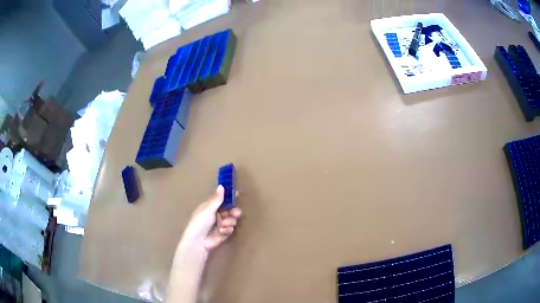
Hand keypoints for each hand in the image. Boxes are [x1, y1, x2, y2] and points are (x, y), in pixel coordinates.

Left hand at [181, 185, 241, 250]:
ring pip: (232, 220)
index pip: (222, 199)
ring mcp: (220, 224)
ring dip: (229, 222)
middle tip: (235, 213)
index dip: (229, 197)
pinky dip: (226, 230)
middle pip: (230, 210)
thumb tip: (221, 185)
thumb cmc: (200, 222)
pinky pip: (230, 229)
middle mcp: (216, 214)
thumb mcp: (208, 209)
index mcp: (210, 207)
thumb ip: (217, 199)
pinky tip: (221, 232)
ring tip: (223, 225)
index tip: (237, 195)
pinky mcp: (223, 233)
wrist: (198, 241)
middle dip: (233, 212)